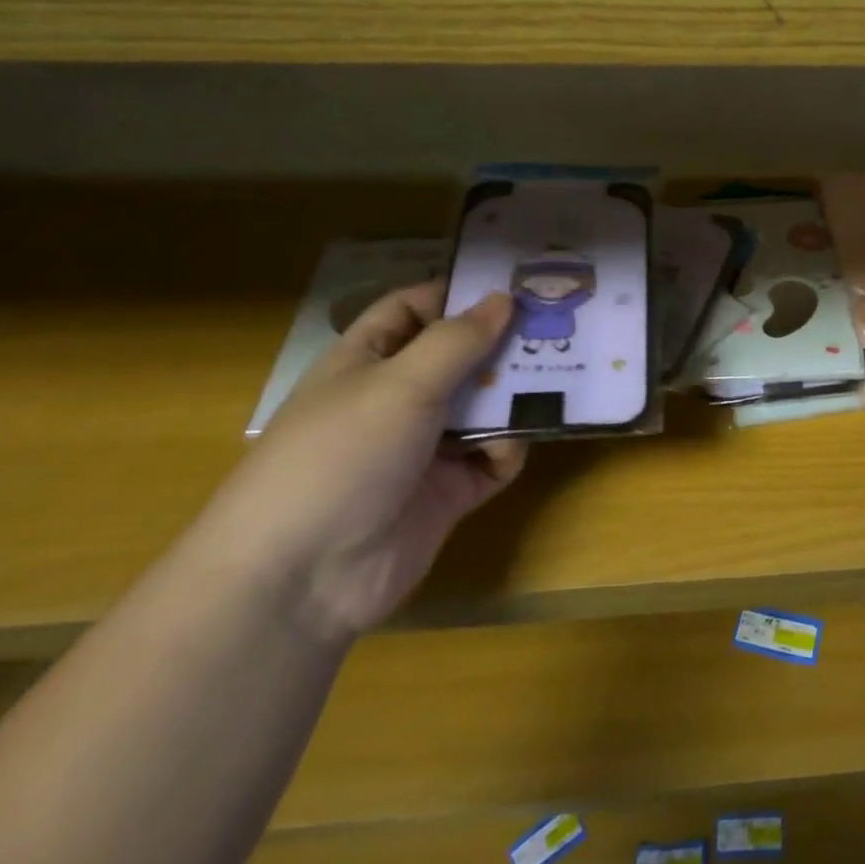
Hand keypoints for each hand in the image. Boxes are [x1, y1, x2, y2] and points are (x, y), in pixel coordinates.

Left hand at [201, 283, 525, 645]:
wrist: (303, 578)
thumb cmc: (342, 455)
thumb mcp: (400, 383)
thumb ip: (458, 340)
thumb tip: (504, 299)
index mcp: (367, 361)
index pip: (413, 310)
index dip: (457, 294)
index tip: (514, 285)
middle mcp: (397, 399)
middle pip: (459, 357)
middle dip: (502, 345)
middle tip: (557, 329)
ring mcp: (423, 448)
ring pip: (482, 407)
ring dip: (514, 396)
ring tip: (561, 380)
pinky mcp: (447, 492)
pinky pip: (491, 459)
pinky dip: (507, 450)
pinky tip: (511, 447)